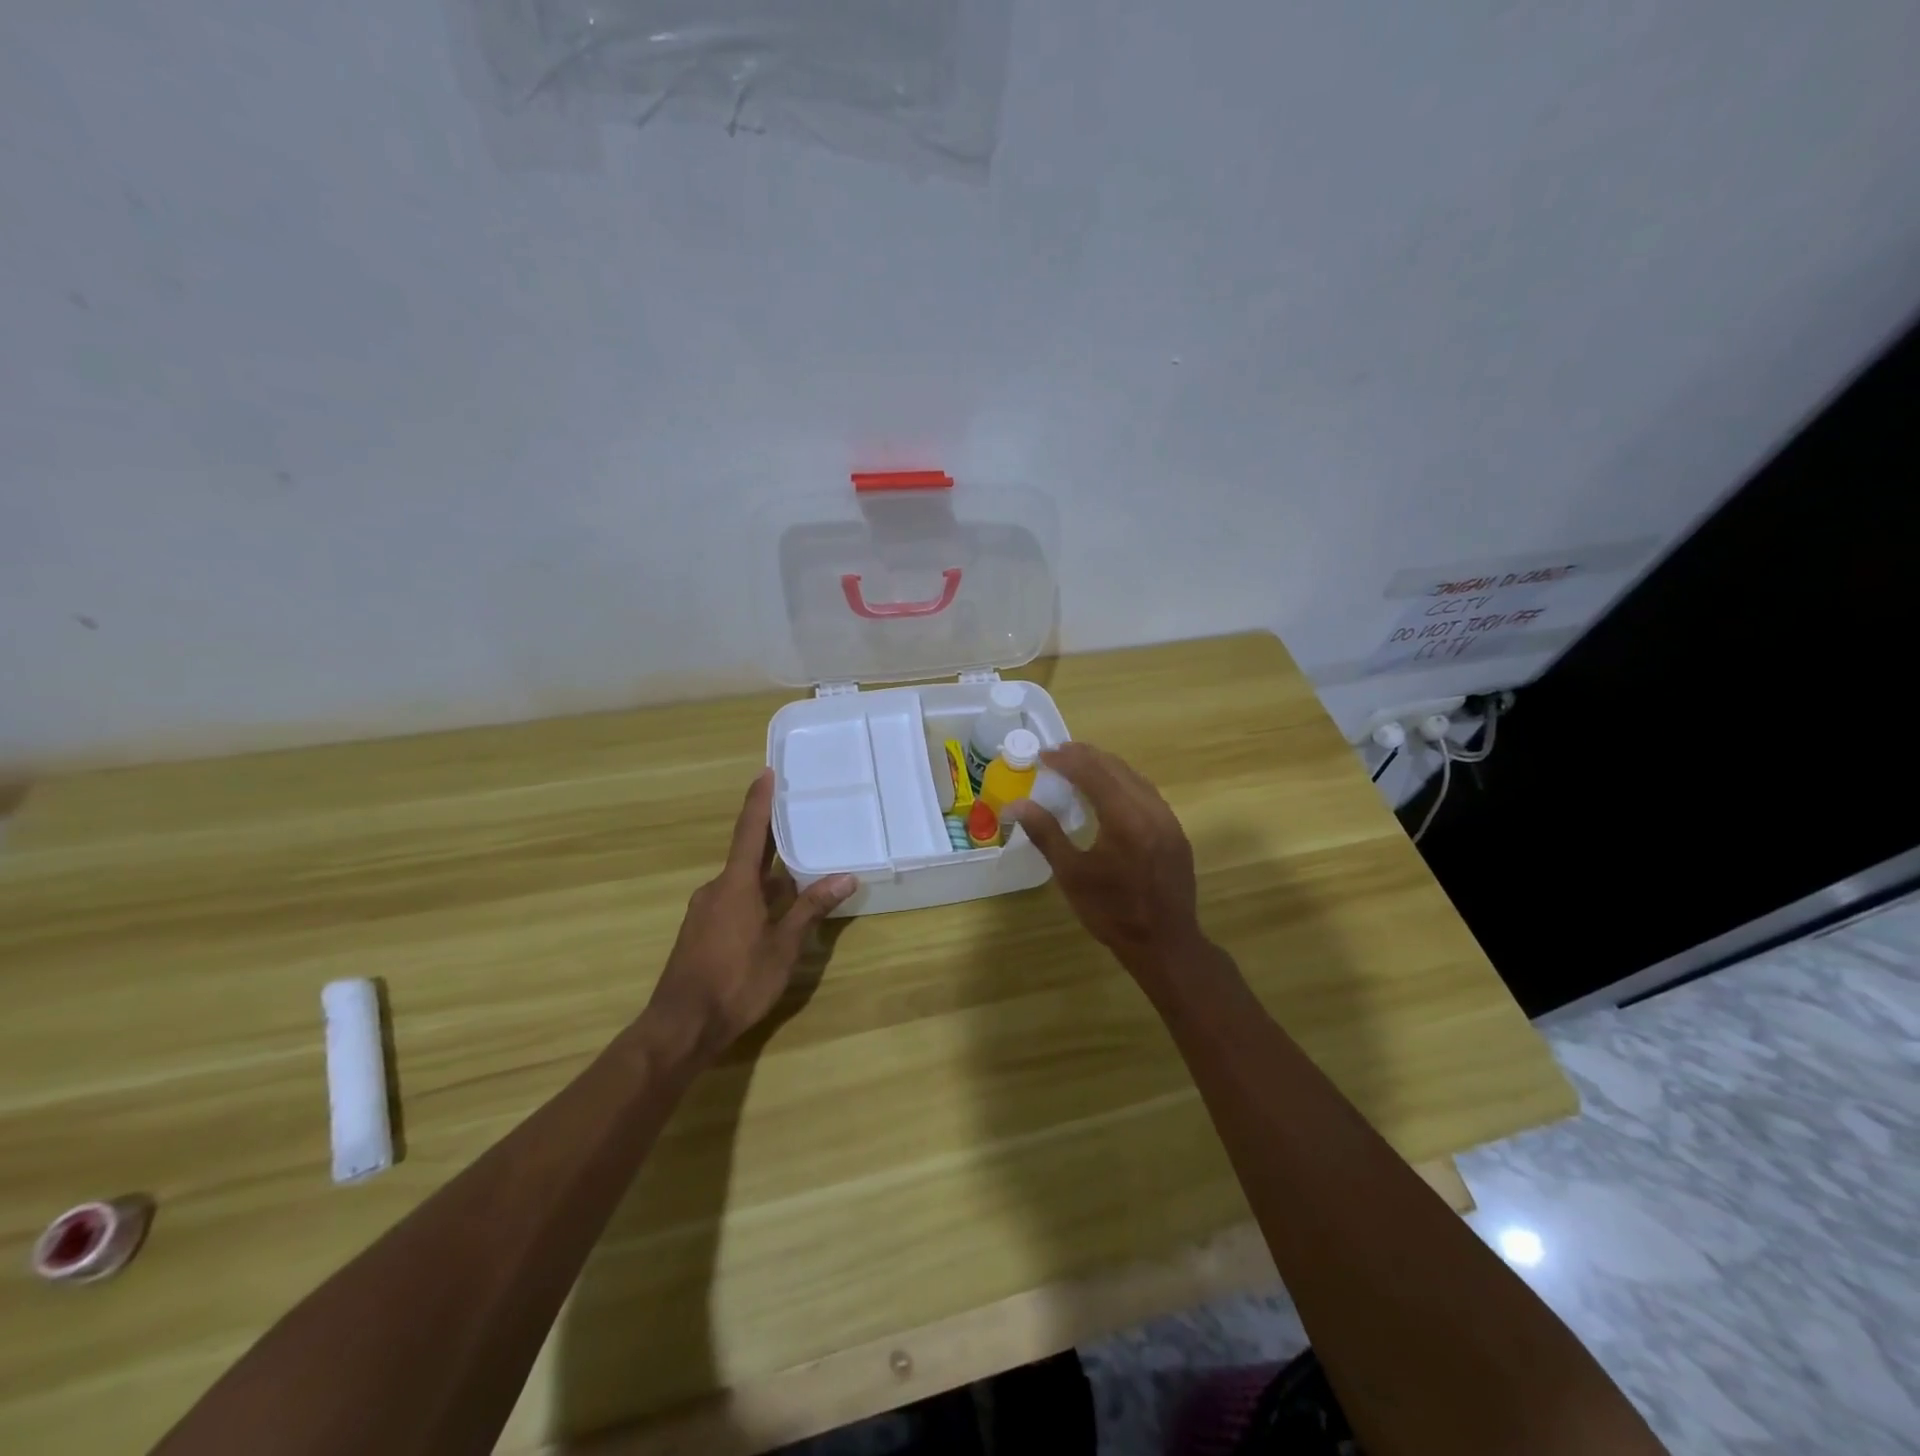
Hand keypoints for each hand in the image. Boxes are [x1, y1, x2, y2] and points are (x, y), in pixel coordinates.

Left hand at [647, 770, 856, 1061]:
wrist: (681, 1026)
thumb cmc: (736, 981)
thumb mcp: (783, 947)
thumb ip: (811, 909)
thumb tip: (845, 877)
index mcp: (735, 885)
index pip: (750, 832)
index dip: (759, 801)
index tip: (766, 772)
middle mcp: (716, 889)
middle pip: (748, 856)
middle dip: (772, 840)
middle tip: (799, 822)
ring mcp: (704, 912)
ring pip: (741, 883)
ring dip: (768, 877)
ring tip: (799, 874)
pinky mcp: (700, 933)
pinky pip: (732, 901)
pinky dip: (755, 898)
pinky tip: (775, 914)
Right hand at [1009, 743, 1204, 979]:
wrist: (1165, 944)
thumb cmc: (1112, 912)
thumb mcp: (1072, 874)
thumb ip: (1046, 833)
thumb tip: (1017, 805)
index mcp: (1125, 818)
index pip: (1093, 773)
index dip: (1066, 760)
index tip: (1043, 755)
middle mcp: (1151, 809)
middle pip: (1116, 768)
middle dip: (1085, 757)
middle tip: (1057, 754)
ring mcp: (1168, 819)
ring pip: (1135, 778)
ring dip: (1106, 767)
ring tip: (1079, 767)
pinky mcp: (1175, 831)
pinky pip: (1147, 793)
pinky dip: (1123, 783)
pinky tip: (1109, 792)